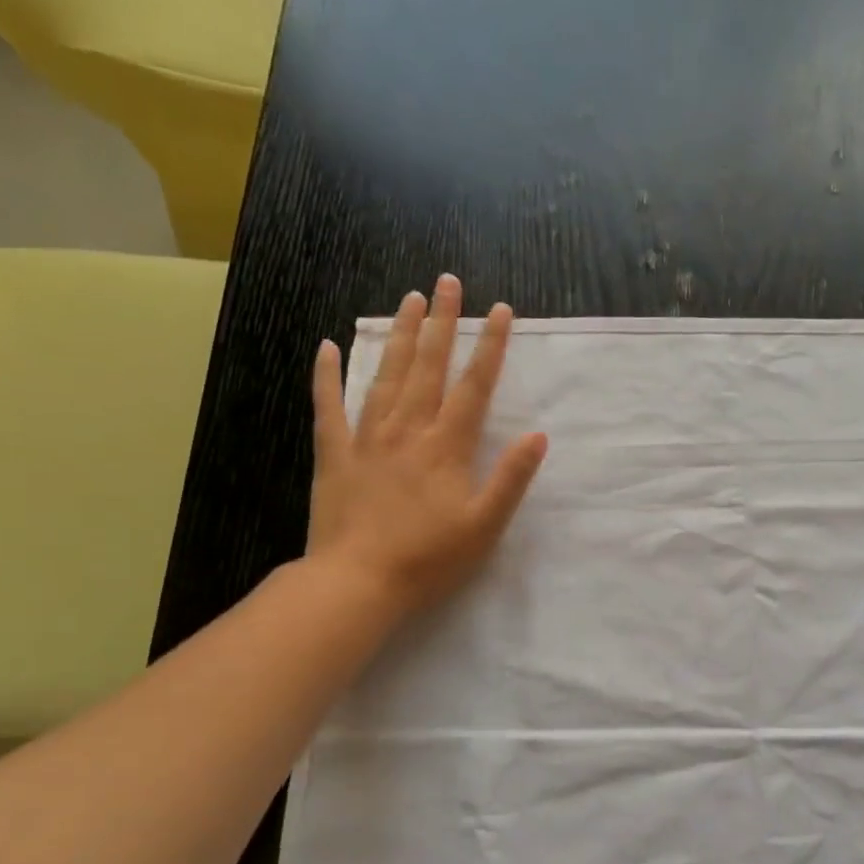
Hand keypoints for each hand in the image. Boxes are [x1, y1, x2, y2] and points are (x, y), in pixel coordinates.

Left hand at [306, 275, 546, 614]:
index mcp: (446, 447)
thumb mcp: (484, 526)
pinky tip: (326, 347)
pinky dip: (326, 376)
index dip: (489, 346)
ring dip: (398, 335)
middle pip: (427, 366)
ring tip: (407, 300)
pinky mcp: (334, 454)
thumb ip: (511, 478)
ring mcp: (367, 438)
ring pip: (385, 375)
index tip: (498, 310)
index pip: (474, 386)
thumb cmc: (429, 559)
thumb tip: (538, 436)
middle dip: (440, 322)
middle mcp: (407, 430)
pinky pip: (328, 406)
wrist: (357, 582)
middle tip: (446, 282)